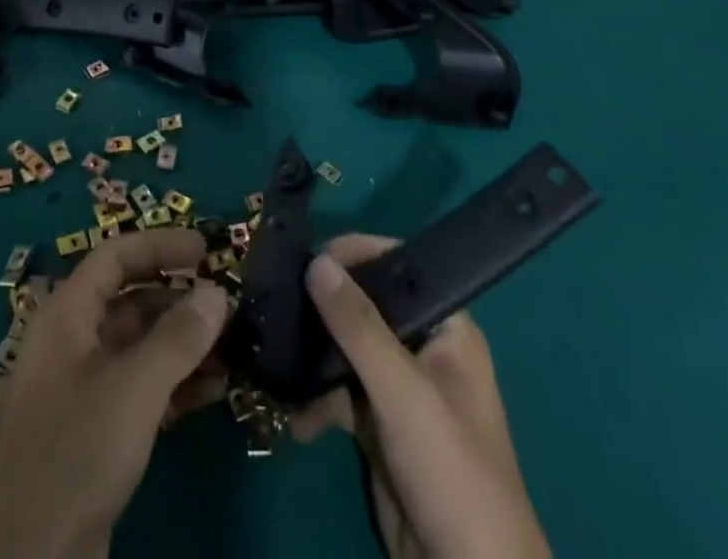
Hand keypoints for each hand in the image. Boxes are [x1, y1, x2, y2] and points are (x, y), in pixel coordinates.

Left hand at [0, 228, 233, 558]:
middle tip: (230, 303)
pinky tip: (217, 388)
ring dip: (185, 343)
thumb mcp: (132, 389)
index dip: (159, 246)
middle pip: (132, 301)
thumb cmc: (73, 451)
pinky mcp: (99, 433)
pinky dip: (178, 383)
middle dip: (180, 298)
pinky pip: (144, 389)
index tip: (206, 250)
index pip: (115, 257)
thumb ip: (178, 337)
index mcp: (67, 315)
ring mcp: (85, 390)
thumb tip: (218, 292)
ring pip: (142, 347)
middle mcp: (74, 342)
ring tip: (235, 345)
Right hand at [291, 235, 549, 558]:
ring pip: (346, 350)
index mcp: (446, 326)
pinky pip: (340, 394)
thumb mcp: (403, 393)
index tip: (305, 259)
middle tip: (277, 305)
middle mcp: (423, 347)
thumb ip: (358, 326)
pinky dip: (317, 402)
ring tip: (276, 362)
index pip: (395, 266)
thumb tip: (316, 261)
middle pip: (364, 306)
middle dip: (322, 309)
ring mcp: (400, 389)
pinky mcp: (379, 427)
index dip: (353, 255)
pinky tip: (295, 419)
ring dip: (313, 359)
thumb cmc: (451, 472)